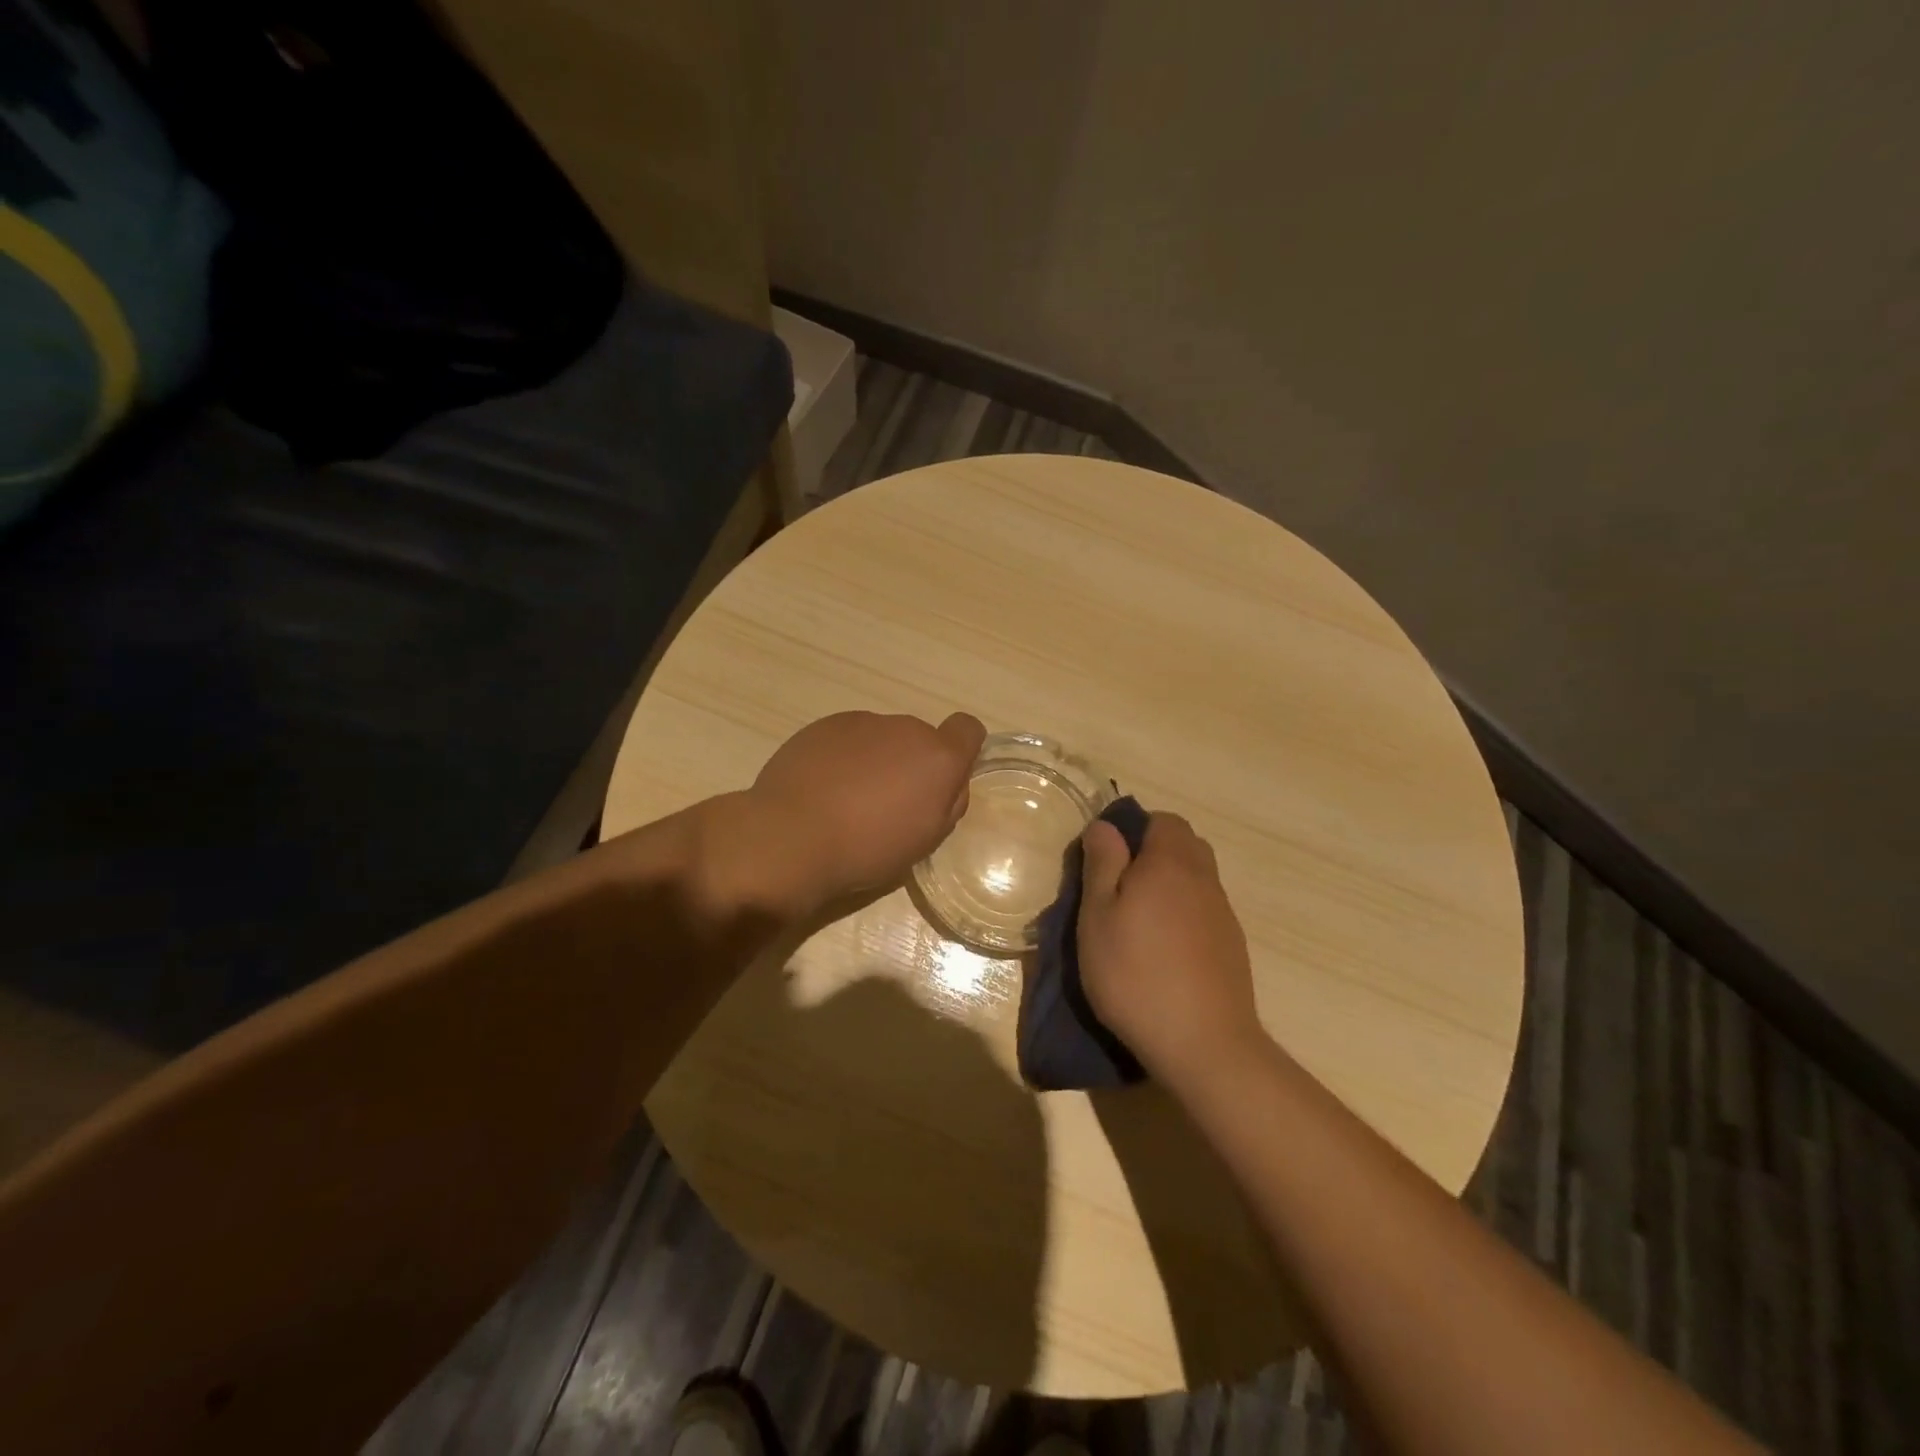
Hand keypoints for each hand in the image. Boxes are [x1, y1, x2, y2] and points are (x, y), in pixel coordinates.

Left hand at [737, 710, 985, 914]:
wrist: (791, 837)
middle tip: (887, 805)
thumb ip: (947, 802)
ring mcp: (862, 722)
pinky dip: (842, 757)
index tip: (941, 780)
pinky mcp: (823, 725)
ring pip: (882, 738)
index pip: (968, 729)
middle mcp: (905, 729)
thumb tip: (947, 783)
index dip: (961, 750)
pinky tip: (822, 790)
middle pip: (920, 739)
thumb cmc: (868, 848)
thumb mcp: (925, 839)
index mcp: (938, 757)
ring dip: (876, 759)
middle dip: (910, 764)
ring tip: (848, 800)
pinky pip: (847, 738)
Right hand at [1076, 812, 1264, 1088]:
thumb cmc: (1135, 974)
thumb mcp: (1098, 916)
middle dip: (1152, 853)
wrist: (1204, 1044)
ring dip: (1169, 885)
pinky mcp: (1232, 946)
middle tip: (1118, 887)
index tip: (1107, 858)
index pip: (1162, 819)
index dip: (1134, 829)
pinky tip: (1164, 950)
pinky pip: (1204, 909)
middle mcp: (1203, 878)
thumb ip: (1102, 864)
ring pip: (1195, 878)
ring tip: (1137, 921)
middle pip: (1184, 844)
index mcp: (1170, 862)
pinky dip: (1184, 914)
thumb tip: (1105, 825)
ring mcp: (1223, 913)